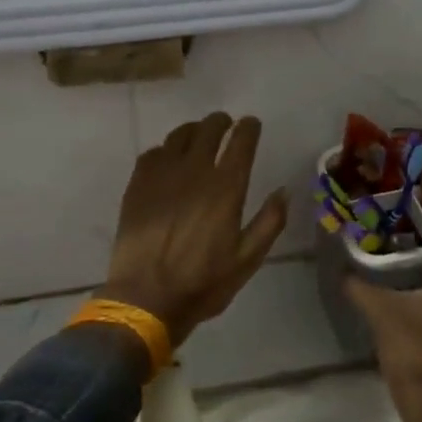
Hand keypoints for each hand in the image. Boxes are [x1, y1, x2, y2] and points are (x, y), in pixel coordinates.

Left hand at [103, 113, 289, 345]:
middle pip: (209, 129)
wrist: (145, 298)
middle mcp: (195, 171)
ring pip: (179, 136)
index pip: (241, 142)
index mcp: (226, 188)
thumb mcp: (248, 260)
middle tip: (225, 124)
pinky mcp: (137, 184)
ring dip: (193, 131)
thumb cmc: (202, 283)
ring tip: (198, 136)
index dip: (249, 128)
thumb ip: (270, 222)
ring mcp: (162, 175)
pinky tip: (167, 160)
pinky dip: (165, 150)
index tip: (251, 124)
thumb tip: (284, 191)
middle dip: (221, 122)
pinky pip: (153, 153)